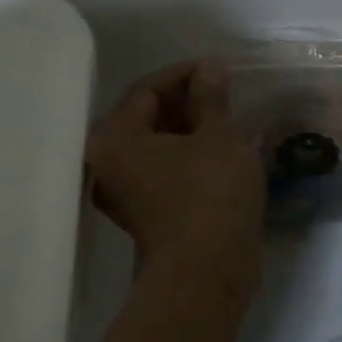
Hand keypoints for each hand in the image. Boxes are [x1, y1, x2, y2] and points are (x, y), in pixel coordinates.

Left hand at [86, 62, 263, 281]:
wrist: (209, 272)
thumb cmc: (211, 194)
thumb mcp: (219, 136)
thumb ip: (211, 98)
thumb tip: (210, 69)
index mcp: (116, 139)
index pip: (146, 90)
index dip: (185, 74)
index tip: (220, 70)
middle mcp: (111, 164)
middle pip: (148, 118)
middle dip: (189, 102)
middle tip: (226, 93)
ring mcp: (129, 192)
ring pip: (161, 145)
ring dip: (194, 129)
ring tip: (230, 119)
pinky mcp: (150, 212)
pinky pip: (168, 169)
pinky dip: (193, 155)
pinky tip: (226, 149)